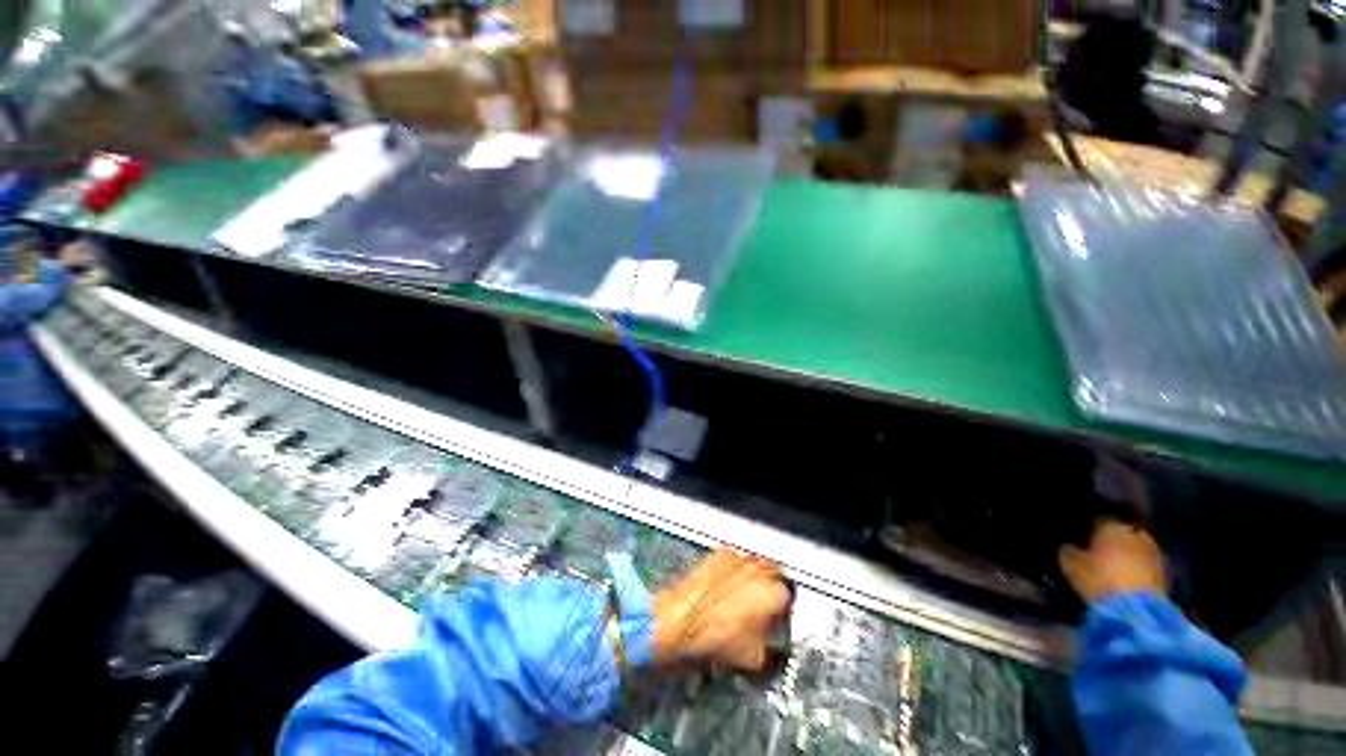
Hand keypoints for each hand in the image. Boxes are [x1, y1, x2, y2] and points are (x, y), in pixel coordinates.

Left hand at [651, 548, 791, 670]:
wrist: (682, 621)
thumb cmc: (716, 638)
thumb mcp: (755, 658)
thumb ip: (773, 648)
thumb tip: (772, 646)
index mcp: (775, 593)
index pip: (791, 598)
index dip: (784, 611)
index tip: (776, 620)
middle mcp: (760, 568)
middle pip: (774, 576)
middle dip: (769, 590)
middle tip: (759, 608)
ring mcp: (739, 557)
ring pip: (755, 565)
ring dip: (752, 578)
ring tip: (739, 598)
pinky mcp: (720, 553)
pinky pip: (734, 561)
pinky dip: (732, 571)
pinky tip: (723, 588)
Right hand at [1059, 519, 1166, 601]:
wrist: (1137, 611)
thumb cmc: (1099, 580)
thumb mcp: (1071, 565)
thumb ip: (1069, 550)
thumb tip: (1070, 546)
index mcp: (1110, 525)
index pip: (1096, 518)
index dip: (1086, 526)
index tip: (1078, 534)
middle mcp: (1134, 532)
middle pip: (1120, 531)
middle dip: (1111, 538)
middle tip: (1097, 548)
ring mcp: (1153, 551)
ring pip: (1135, 546)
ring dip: (1126, 552)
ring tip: (1113, 563)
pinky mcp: (1164, 572)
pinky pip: (1145, 562)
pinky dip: (1137, 566)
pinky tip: (1127, 575)